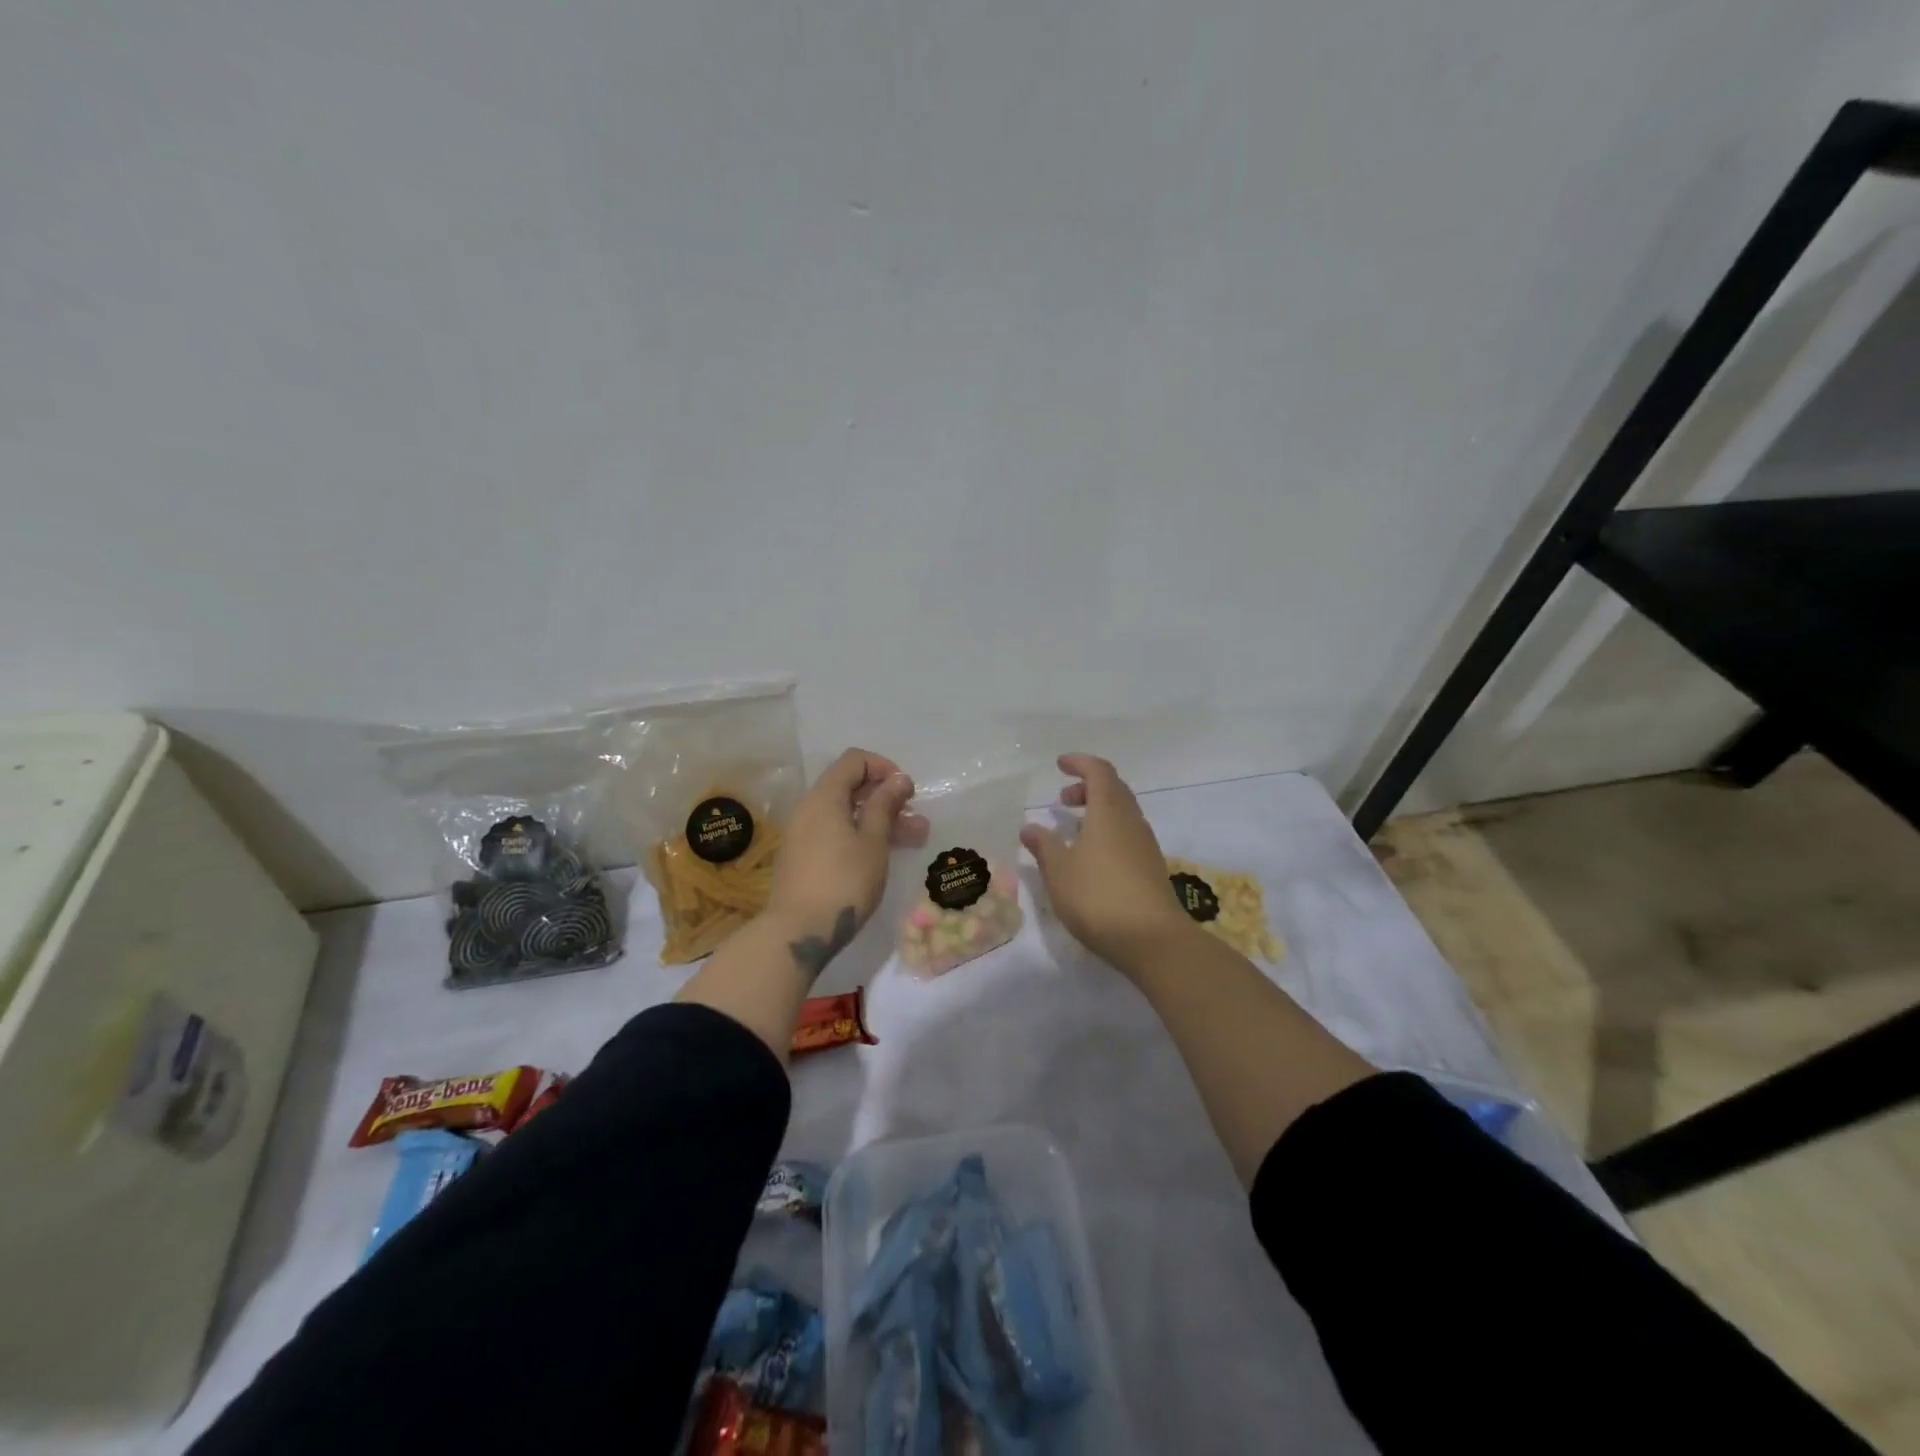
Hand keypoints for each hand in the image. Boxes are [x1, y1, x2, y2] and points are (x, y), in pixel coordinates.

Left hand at [766, 748, 926, 974]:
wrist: (797, 932)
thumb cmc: (844, 881)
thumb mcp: (873, 841)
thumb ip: (885, 805)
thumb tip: (898, 778)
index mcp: (825, 796)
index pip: (854, 760)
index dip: (884, 768)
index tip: (906, 792)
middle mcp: (809, 807)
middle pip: (850, 787)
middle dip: (887, 799)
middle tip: (917, 821)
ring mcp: (802, 833)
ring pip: (846, 813)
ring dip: (879, 820)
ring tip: (913, 840)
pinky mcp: (802, 856)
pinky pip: (834, 832)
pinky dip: (860, 835)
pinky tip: (882, 855)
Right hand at [1020, 753, 1197, 975]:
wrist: (1152, 940)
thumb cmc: (1098, 897)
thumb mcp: (1059, 871)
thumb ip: (1043, 845)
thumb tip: (1030, 827)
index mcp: (1109, 812)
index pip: (1099, 772)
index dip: (1080, 763)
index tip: (1060, 765)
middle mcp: (1131, 821)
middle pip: (1114, 789)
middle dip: (1087, 787)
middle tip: (1062, 799)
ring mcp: (1145, 845)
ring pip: (1122, 813)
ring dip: (1097, 810)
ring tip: (1072, 829)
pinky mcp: (1150, 868)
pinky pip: (1127, 834)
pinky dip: (1107, 831)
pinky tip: (1091, 857)